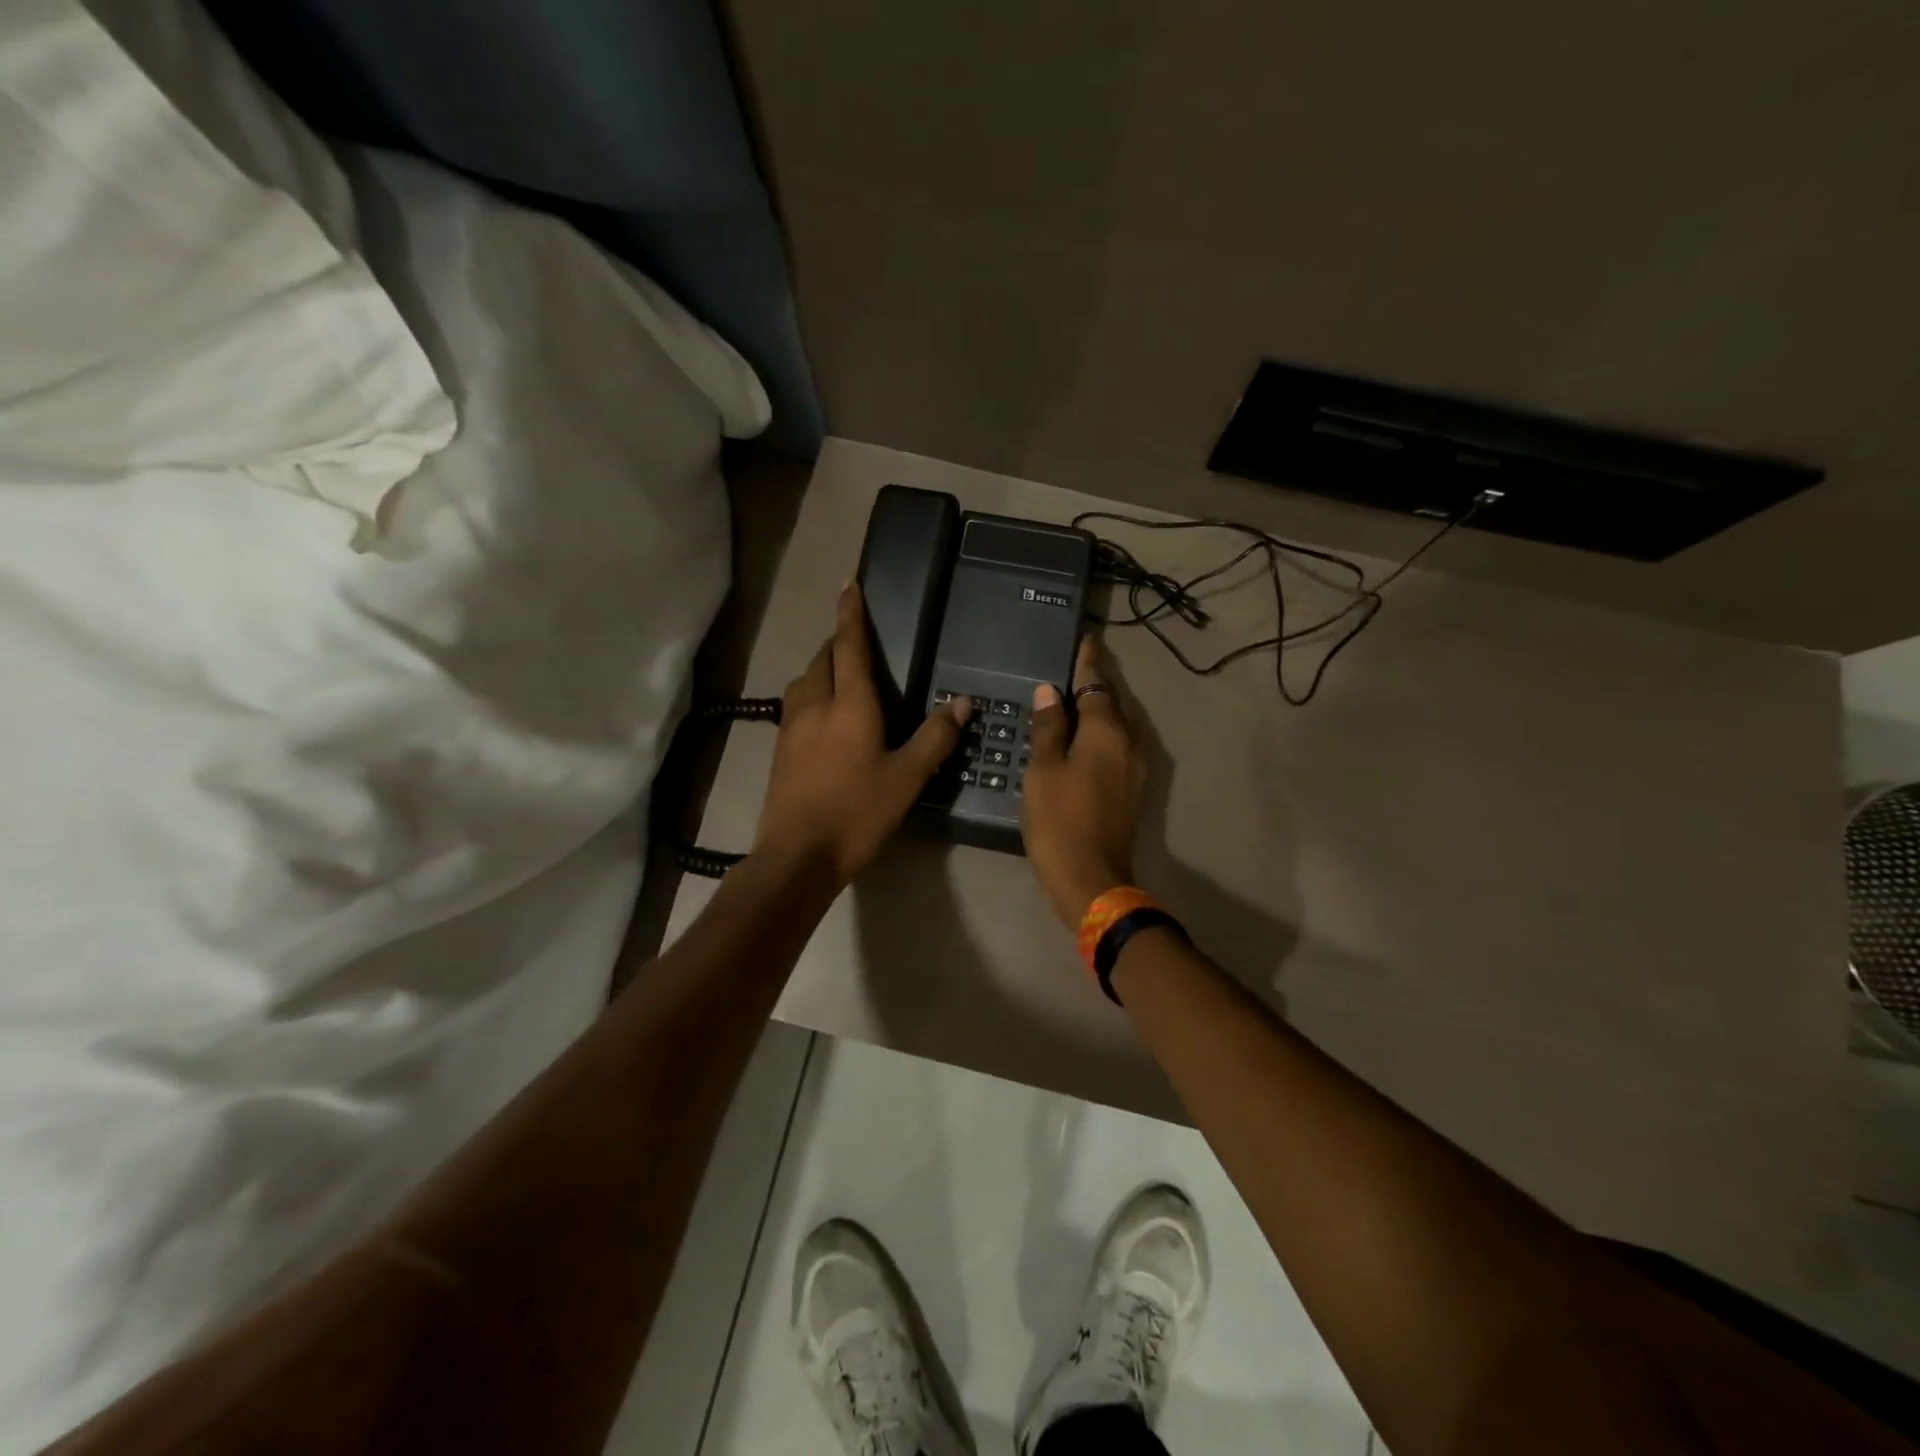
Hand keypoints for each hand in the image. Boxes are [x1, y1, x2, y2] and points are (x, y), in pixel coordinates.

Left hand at [754, 582, 970, 884]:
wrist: (797, 855)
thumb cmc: (857, 813)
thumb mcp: (906, 778)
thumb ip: (935, 737)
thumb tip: (962, 701)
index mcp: (849, 704)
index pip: (850, 646)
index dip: (851, 613)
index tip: (849, 584)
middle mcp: (815, 704)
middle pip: (823, 658)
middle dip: (838, 641)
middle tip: (858, 640)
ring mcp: (791, 726)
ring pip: (804, 680)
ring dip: (822, 667)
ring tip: (841, 674)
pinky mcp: (780, 748)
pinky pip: (795, 704)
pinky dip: (811, 693)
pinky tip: (823, 715)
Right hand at [1021, 635, 1150, 928]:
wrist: (1091, 878)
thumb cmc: (1059, 820)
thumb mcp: (1043, 770)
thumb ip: (1048, 728)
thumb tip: (1050, 692)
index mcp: (1107, 732)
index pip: (1096, 685)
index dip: (1087, 662)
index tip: (1086, 639)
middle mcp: (1129, 743)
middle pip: (1112, 703)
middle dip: (1095, 684)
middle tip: (1073, 668)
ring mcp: (1136, 768)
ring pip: (1118, 727)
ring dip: (1100, 711)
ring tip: (1076, 701)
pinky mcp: (1133, 790)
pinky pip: (1118, 747)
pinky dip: (1102, 735)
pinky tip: (1084, 740)